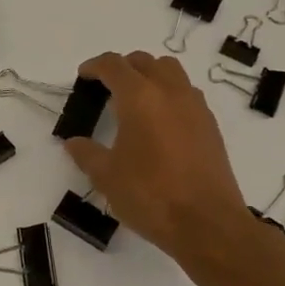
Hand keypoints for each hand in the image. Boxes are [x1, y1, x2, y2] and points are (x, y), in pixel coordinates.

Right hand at [64, 51, 262, 266]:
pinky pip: (187, 94)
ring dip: (150, 76)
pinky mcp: (210, 126)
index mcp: (139, 98)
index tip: (83, 76)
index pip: (114, 65)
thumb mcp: (106, 177)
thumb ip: (86, 154)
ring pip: (171, 72)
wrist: (207, 223)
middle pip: (145, 62)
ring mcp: (195, 107)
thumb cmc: (150, 196)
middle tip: (106, 87)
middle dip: (123, 68)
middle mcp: (170, 92)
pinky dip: (169, 95)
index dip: (95, 66)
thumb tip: (74, 142)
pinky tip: (159, 123)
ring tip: (135, 101)